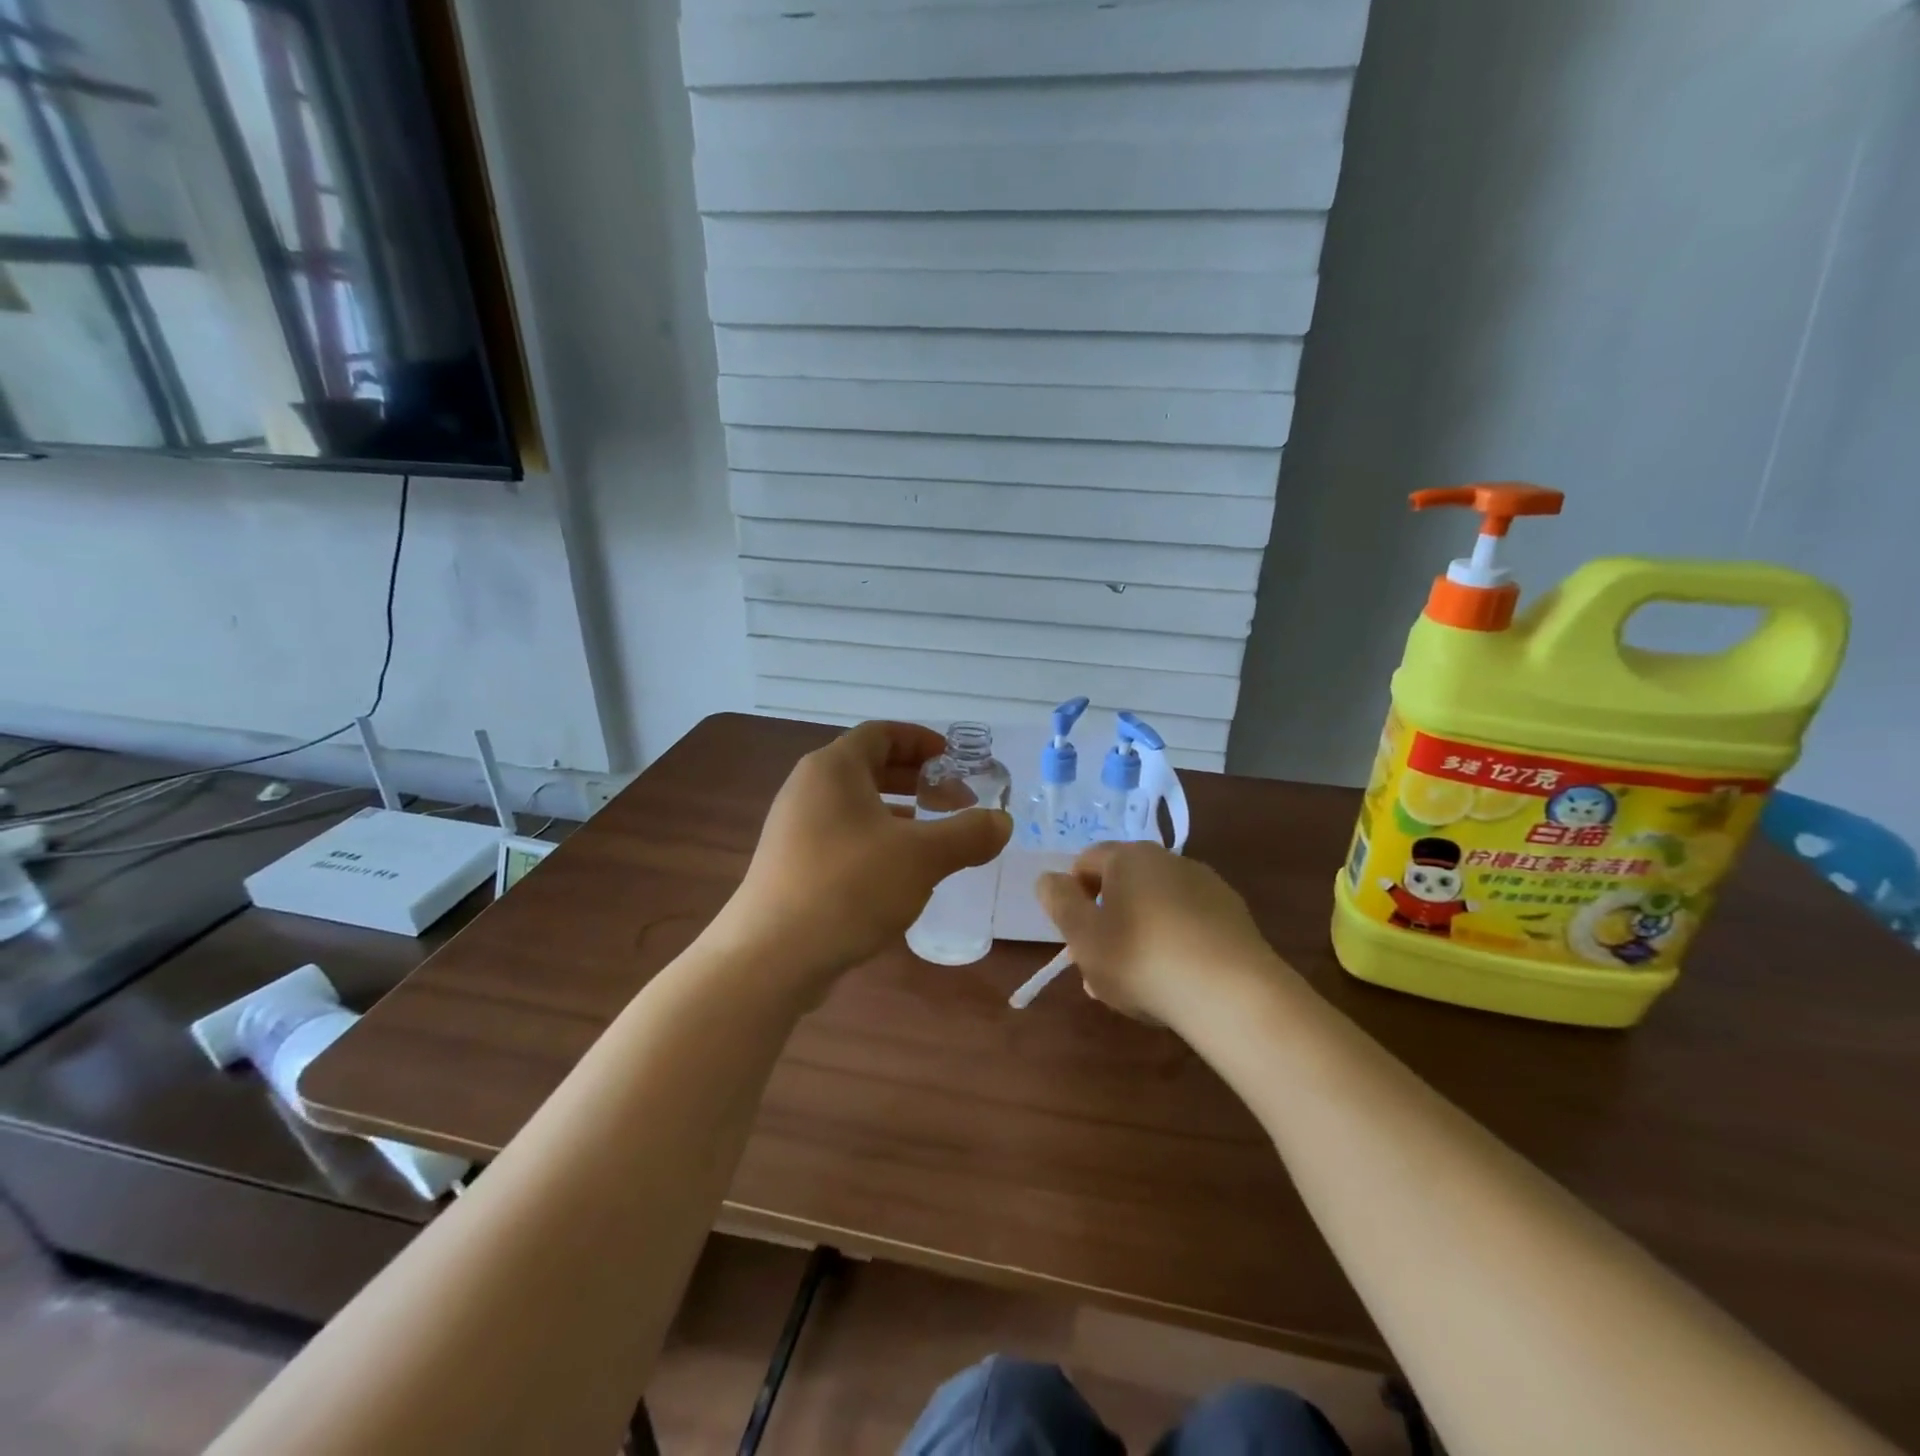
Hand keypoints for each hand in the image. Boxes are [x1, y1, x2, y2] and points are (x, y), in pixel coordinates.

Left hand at [713, 722, 1011, 983]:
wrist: (771, 957)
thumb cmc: (850, 887)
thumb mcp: (922, 857)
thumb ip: (969, 834)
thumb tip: (1002, 822)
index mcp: (834, 768)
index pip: (882, 733)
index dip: (922, 741)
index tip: (955, 760)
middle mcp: (808, 788)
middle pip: (869, 766)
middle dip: (916, 779)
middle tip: (955, 799)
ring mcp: (794, 827)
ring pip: (856, 804)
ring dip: (899, 812)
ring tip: (934, 835)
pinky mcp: (791, 864)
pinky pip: (843, 835)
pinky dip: (876, 839)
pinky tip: (899, 872)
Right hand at [1036, 842, 1280, 1023]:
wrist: (1233, 994)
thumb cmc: (1141, 959)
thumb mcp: (1083, 936)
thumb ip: (1059, 902)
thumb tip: (1049, 879)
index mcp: (1129, 856)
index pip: (1086, 862)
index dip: (1073, 897)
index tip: (1077, 937)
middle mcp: (1170, 859)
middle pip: (1123, 885)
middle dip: (1107, 922)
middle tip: (1101, 969)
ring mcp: (1207, 886)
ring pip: (1157, 907)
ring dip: (1140, 936)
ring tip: (1138, 985)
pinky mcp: (1234, 916)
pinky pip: (1189, 925)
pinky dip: (1175, 945)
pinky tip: (1175, 983)